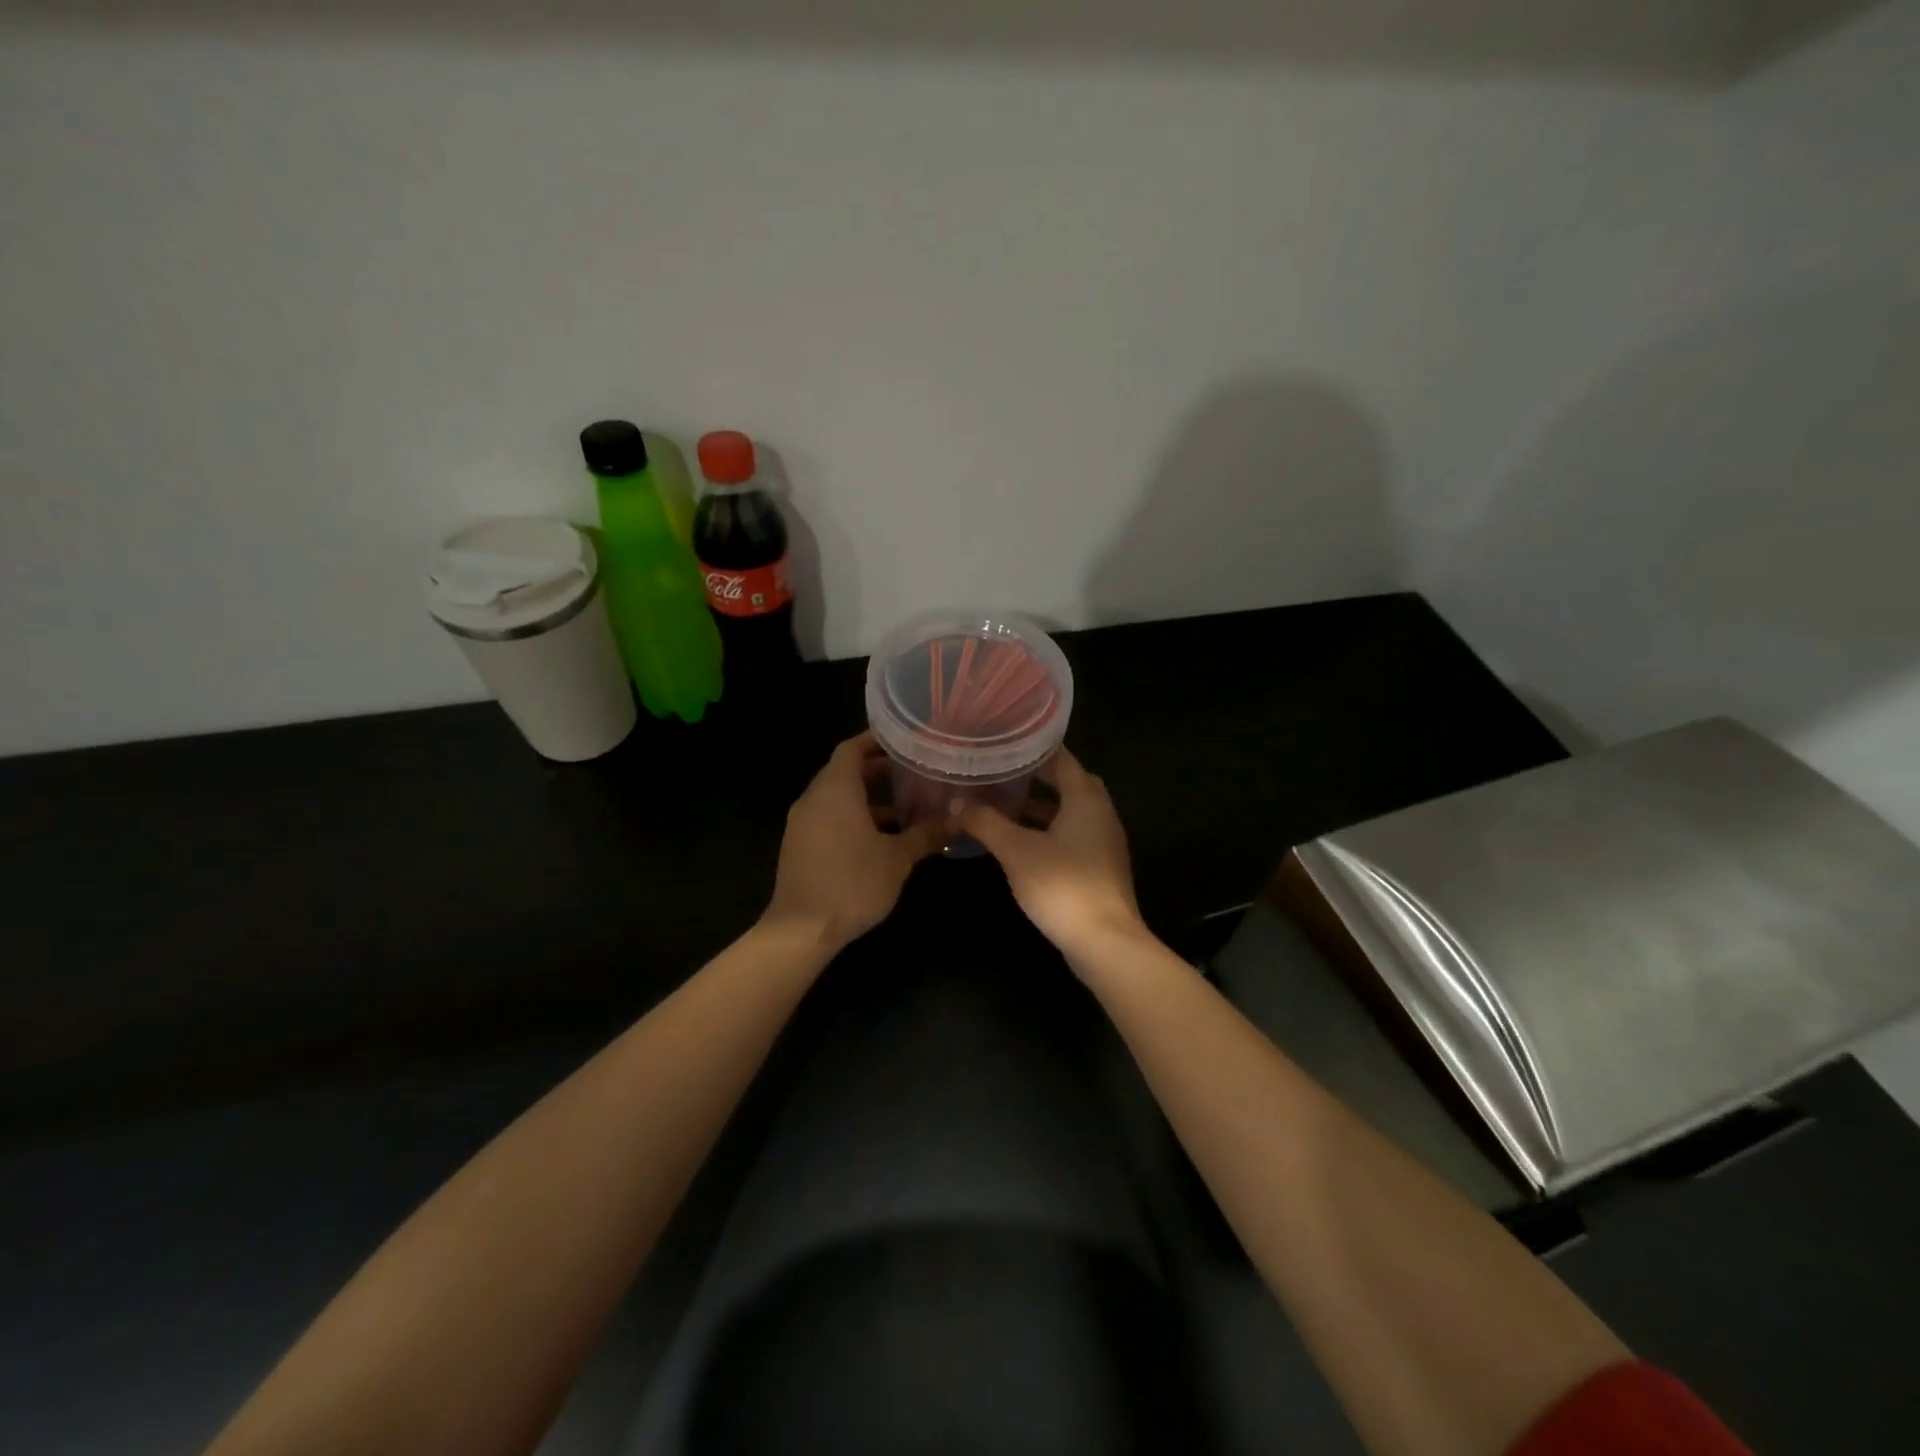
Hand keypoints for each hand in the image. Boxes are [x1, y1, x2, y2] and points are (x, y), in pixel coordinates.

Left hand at [763, 732, 946, 950]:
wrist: (801, 930)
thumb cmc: (852, 883)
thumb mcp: (898, 858)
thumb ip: (926, 834)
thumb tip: (957, 820)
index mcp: (835, 790)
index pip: (852, 748)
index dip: (876, 740)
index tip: (904, 740)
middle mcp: (814, 799)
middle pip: (845, 772)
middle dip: (879, 771)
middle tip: (914, 772)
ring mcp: (803, 824)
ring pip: (838, 798)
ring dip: (868, 799)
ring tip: (905, 806)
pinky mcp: (800, 846)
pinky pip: (829, 818)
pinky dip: (854, 818)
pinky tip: (882, 838)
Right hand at [958, 749, 1144, 962]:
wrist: (1105, 943)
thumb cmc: (1063, 886)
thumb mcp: (1016, 850)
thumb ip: (986, 822)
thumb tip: (955, 803)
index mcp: (1086, 799)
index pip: (1061, 758)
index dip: (1033, 748)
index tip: (1004, 741)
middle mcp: (1101, 813)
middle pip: (1069, 783)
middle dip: (1037, 776)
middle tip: (1003, 771)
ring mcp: (1103, 842)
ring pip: (1071, 811)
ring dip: (1042, 805)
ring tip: (1005, 802)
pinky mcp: (1099, 867)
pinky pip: (1072, 835)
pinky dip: (1048, 830)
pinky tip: (1022, 842)